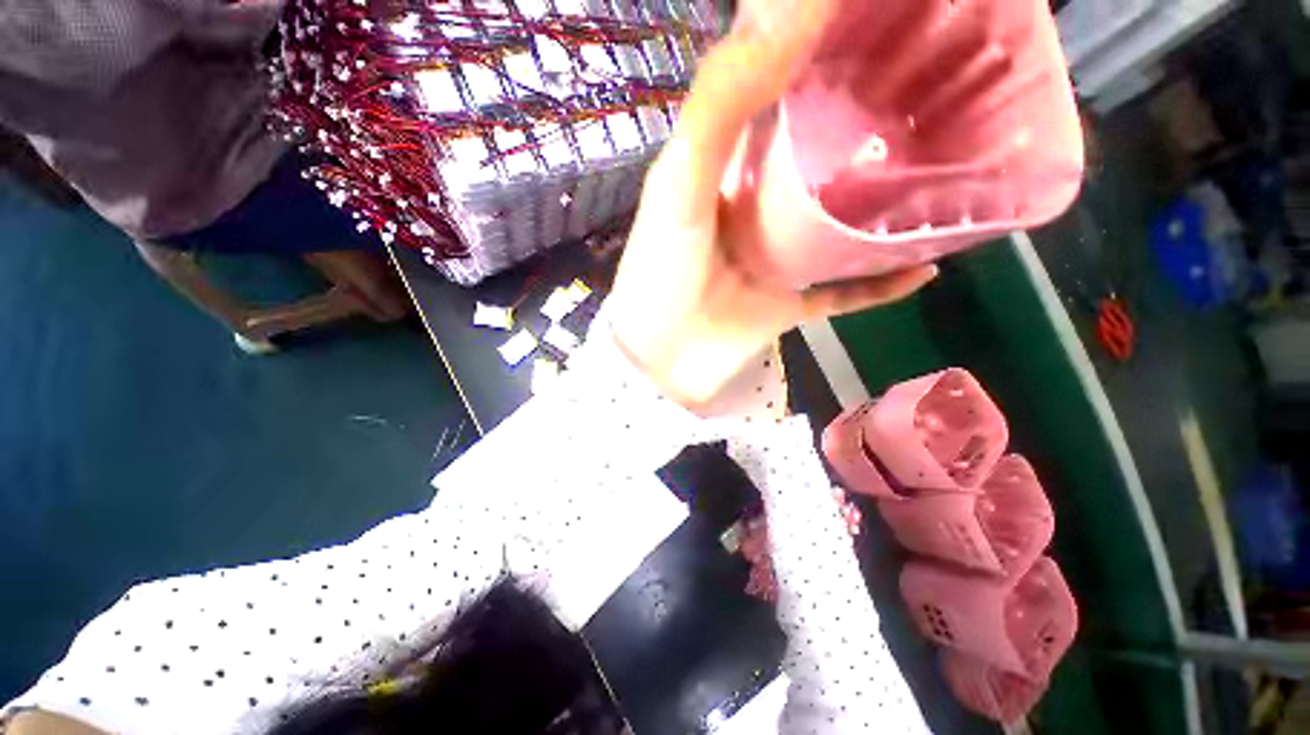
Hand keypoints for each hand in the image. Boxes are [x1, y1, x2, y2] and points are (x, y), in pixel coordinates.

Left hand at [607, 0, 937, 409]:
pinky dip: (881, 283)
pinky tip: (927, 264)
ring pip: (840, 227)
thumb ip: (722, 105)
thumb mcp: (680, 183)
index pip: (780, 105)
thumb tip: (793, 7)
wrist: (662, 363)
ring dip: (885, 207)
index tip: (883, 28)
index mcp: (727, 177)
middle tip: (937, 96)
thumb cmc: (662, 276)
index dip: (822, 64)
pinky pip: (846, 292)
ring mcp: (776, 263)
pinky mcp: (789, 307)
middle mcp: (755, 215)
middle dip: (868, 133)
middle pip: (818, 165)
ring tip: (947, 174)